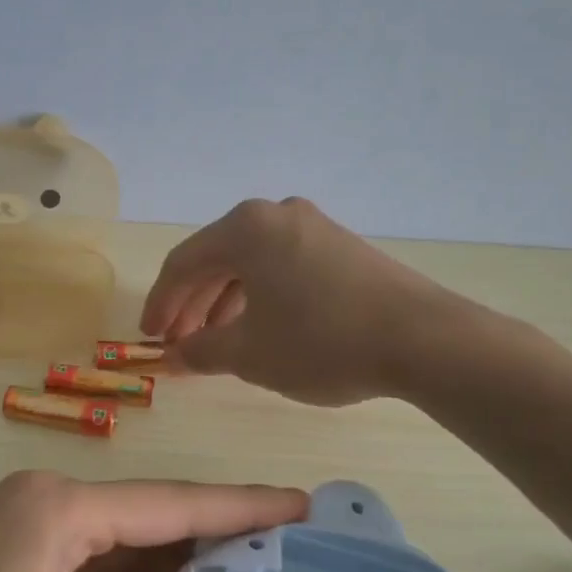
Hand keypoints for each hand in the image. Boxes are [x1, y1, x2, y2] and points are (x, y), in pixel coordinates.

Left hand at [0, 472, 304, 571]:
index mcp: (55, 513)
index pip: (171, 504)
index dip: (244, 506)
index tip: (305, 504)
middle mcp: (38, 501)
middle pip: (148, 515)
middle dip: (219, 538)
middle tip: (294, 557)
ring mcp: (14, 526)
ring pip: (116, 538)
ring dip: (176, 562)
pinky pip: (85, 557)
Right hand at [141, 197, 506, 405]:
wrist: (422, 339)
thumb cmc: (321, 341)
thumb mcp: (250, 354)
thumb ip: (202, 352)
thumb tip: (174, 357)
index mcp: (245, 228)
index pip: (183, 263)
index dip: (160, 303)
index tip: (150, 338)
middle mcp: (276, 214)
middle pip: (216, 259)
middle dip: (193, 305)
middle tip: (180, 343)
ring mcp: (313, 226)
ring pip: (251, 263)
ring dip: (226, 302)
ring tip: (217, 342)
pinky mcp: (341, 246)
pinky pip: (282, 266)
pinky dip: (261, 296)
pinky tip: (261, 328)